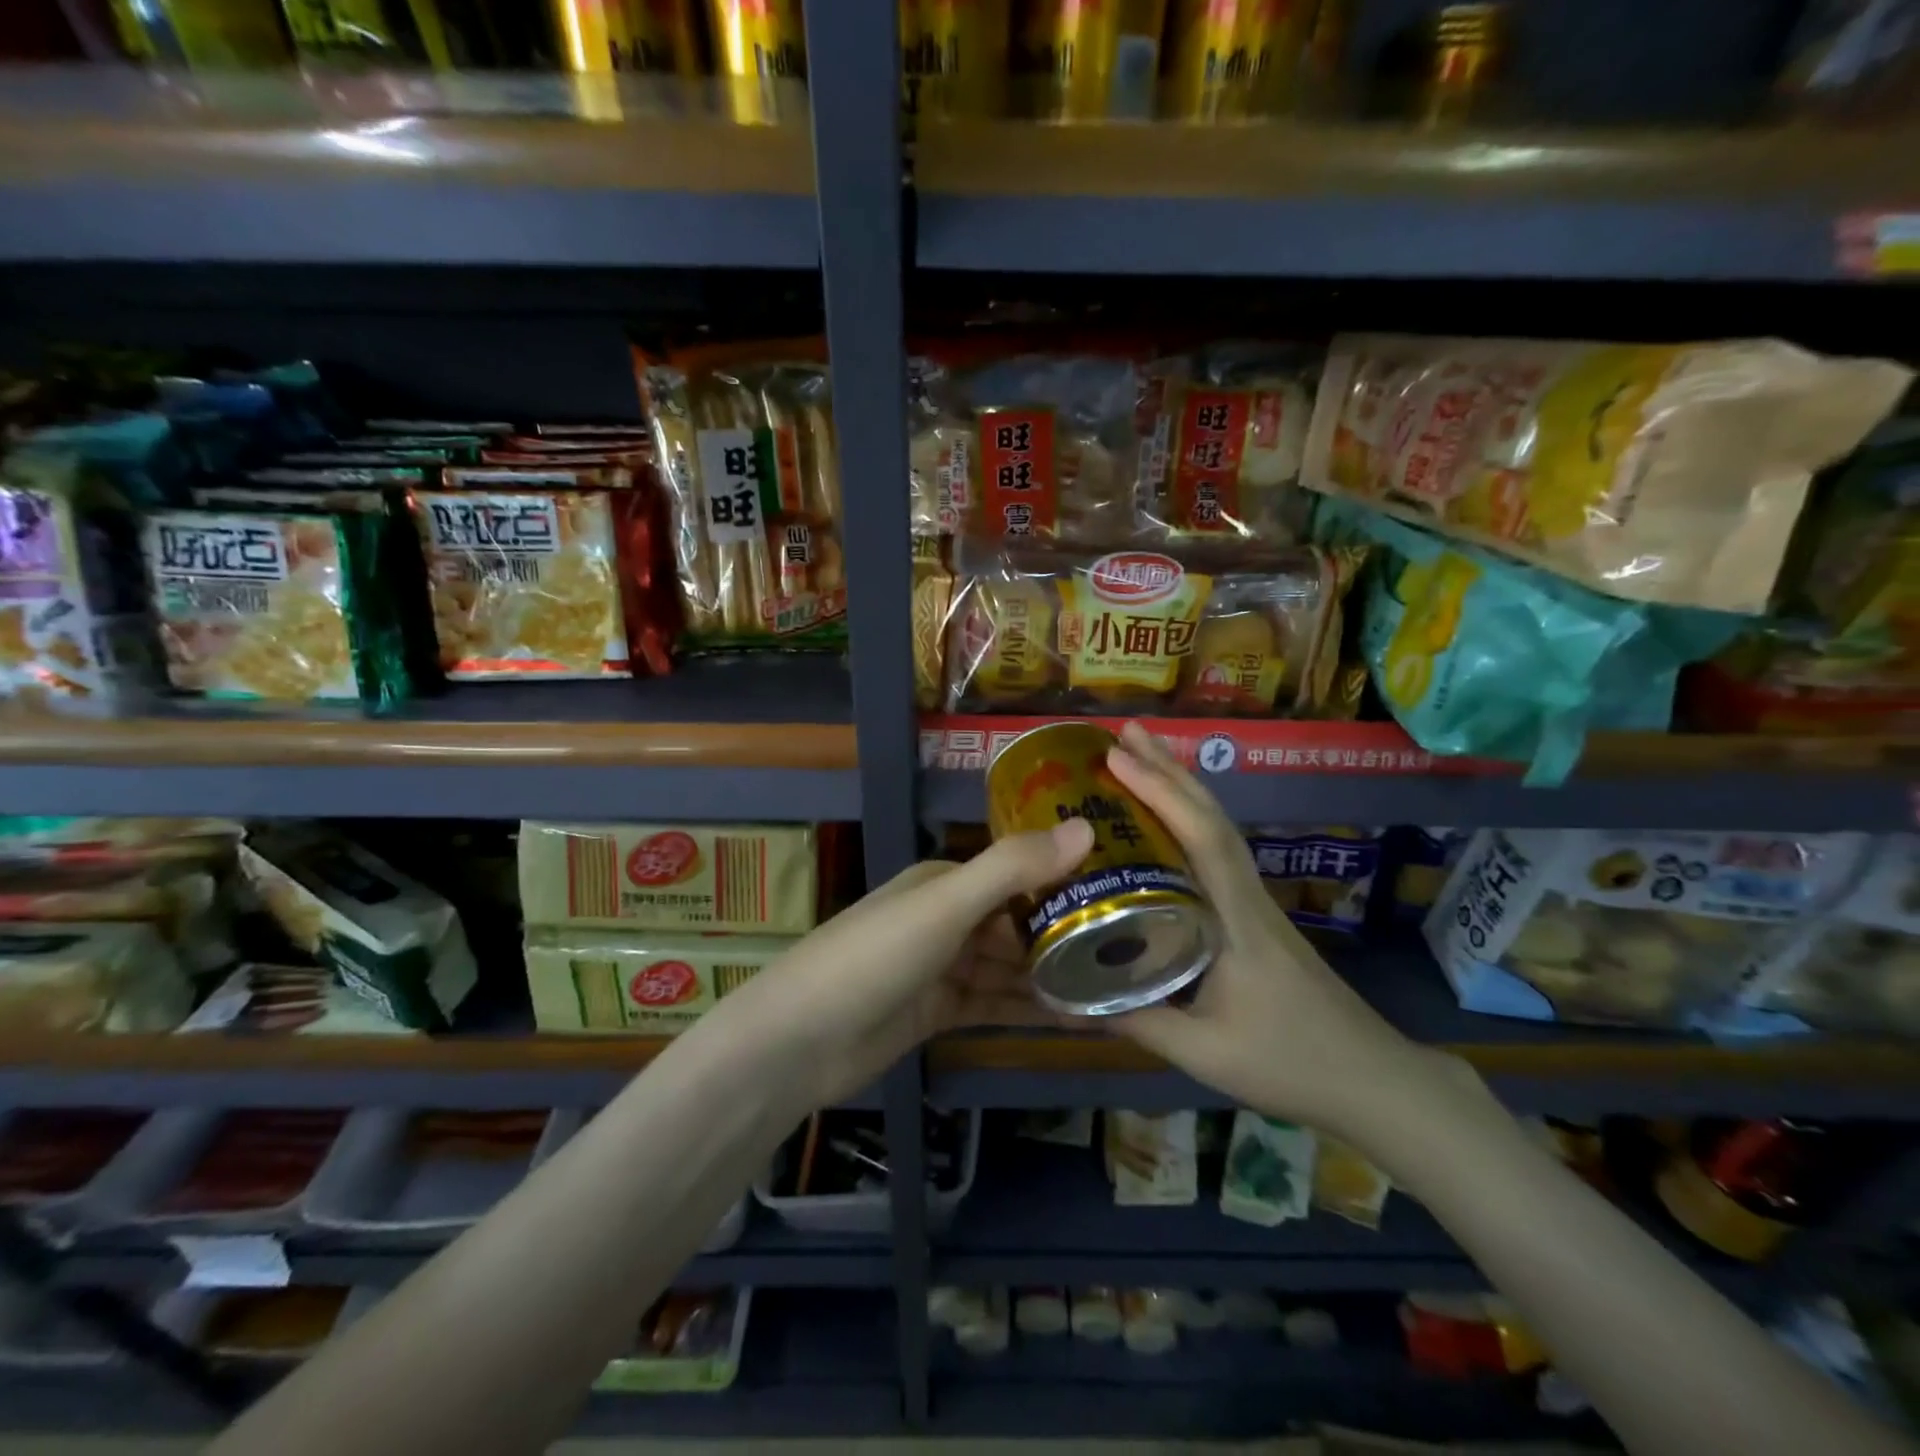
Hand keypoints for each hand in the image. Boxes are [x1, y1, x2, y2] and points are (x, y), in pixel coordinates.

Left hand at [711, 818, 1095, 1107]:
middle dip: (1068, 934)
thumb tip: (1085, 827)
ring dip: (1055, 976)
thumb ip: (1012, 867)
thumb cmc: (874, 957)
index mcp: (947, 882)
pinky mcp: (938, 1012)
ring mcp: (942, 967)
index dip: (1068, 882)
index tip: (1127, 895)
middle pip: (1018, 922)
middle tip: (1137, 951)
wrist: (798, 1041)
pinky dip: (1031, 1009)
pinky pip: (996, 1004)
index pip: (1019, 873)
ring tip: (1119, 989)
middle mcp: (948, 918)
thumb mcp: (945, 906)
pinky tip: (1079, 1021)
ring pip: (1011, 967)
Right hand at [1103, 722, 1439, 1136]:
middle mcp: (1247, 895)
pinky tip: (1170, 821)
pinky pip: (1219, 851)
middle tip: (1126, 732)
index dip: (1161, 792)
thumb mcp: (1204, 1052)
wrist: (1372, 1079)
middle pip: (1212, 817)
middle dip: (1169, 769)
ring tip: (1143, 755)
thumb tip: (1068, 997)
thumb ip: (1137, 1020)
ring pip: (1219, 828)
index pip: (1201, 838)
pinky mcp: (1257, 915)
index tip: (1117, 757)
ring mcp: (1256, 902)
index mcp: (1236, 917)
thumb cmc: (1289, 1063)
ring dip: (1182, 787)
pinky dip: (1191, 818)